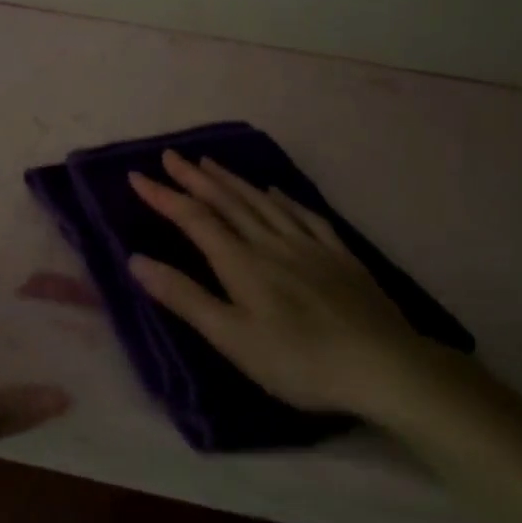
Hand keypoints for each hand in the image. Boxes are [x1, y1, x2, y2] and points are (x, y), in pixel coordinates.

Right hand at [128, 151, 454, 422]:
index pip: (194, 219)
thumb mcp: (233, 338)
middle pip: (227, 202)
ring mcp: (308, 246)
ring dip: (232, 180)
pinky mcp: (339, 256)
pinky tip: (275, 191)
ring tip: (210, 162)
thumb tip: (136, 260)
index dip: (164, 196)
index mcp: (242, 263)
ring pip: (262, 202)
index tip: (137, 175)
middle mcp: (271, 243)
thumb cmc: (299, 361)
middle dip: (194, 178)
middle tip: (170, 155)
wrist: (384, 367)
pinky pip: (304, 215)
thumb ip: (185, 297)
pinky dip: (283, 199)